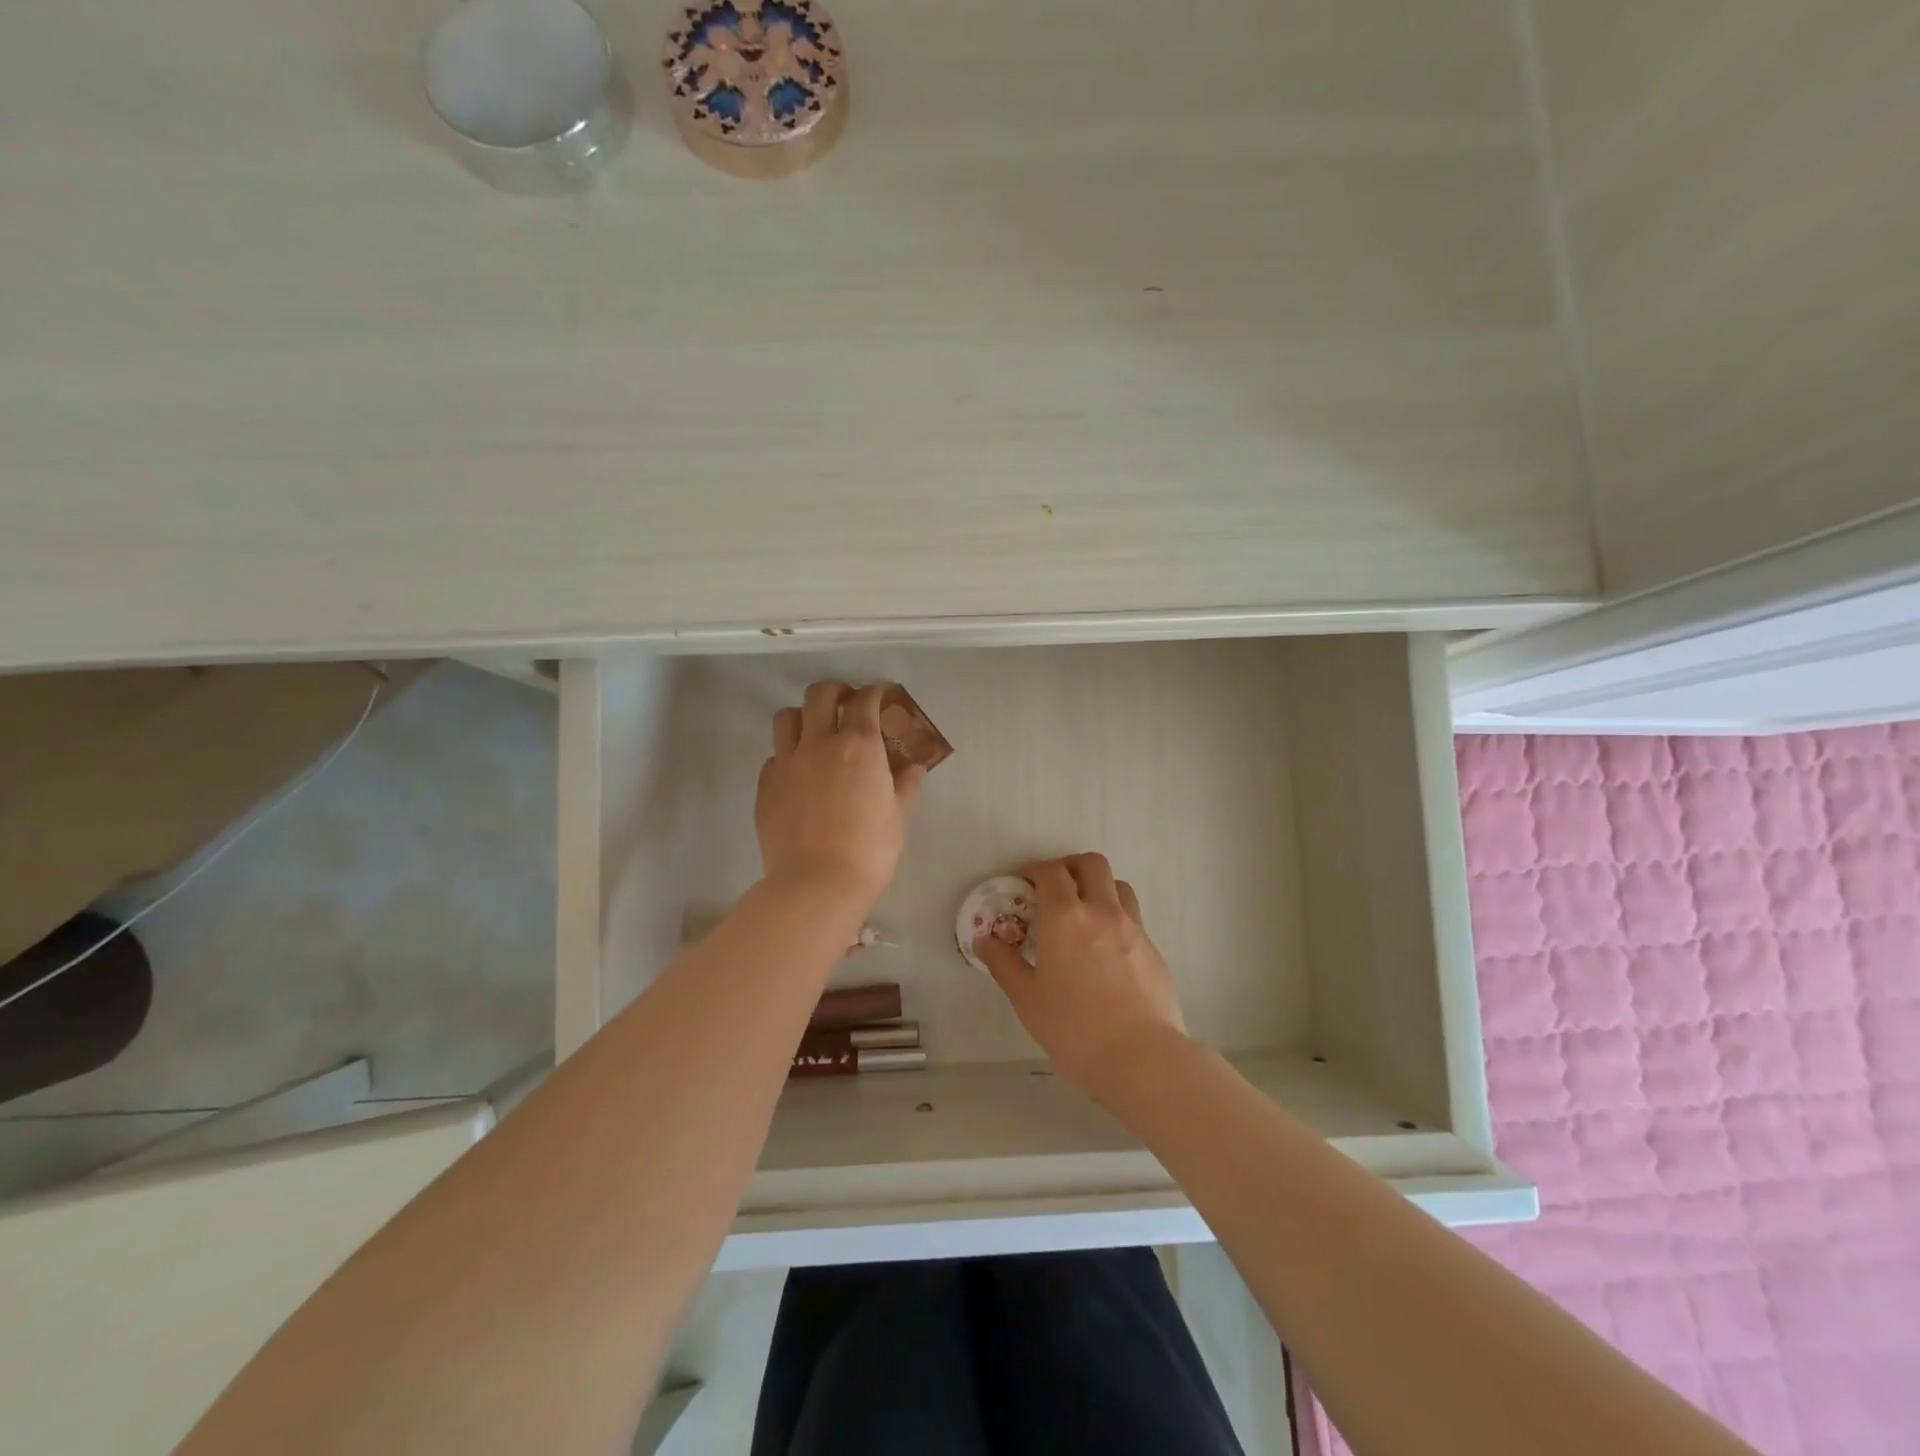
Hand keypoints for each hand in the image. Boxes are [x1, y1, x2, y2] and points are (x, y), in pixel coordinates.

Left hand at [756, 682, 924, 910]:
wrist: (816, 884)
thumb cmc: (869, 850)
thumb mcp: (897, 817)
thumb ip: (905, 785)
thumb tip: (914, 767)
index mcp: (859, 746)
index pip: (864, 701)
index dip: (874, 693)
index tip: (880, 696)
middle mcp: (819, 744)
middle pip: (819, 695)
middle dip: (835, 691)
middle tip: (846, 704)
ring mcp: (787, 763)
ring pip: (786, 718)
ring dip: (804, 716)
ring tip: (816, 732)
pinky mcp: (765, 786)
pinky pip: (774, 757)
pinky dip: (788, 756)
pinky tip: (800, 775)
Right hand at [974, 852, 1188, 1097]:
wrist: (1141, 1058)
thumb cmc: (1074, 1029)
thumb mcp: (1027, 999)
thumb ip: (1004, 963)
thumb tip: (984, 939)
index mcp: (1065, 918)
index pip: (1050, 872)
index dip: (1035, 870)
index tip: (1025, 881)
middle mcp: (1102, 911)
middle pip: (1091, 864)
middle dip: (1070, 866)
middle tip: (1055, 887)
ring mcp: (1133, 928)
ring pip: (1118, 886)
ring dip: (1099, 887)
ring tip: (1084, 913)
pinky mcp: (1154, 950)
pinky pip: (1133, 918)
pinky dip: (1116, 918)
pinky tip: (1107, 950)